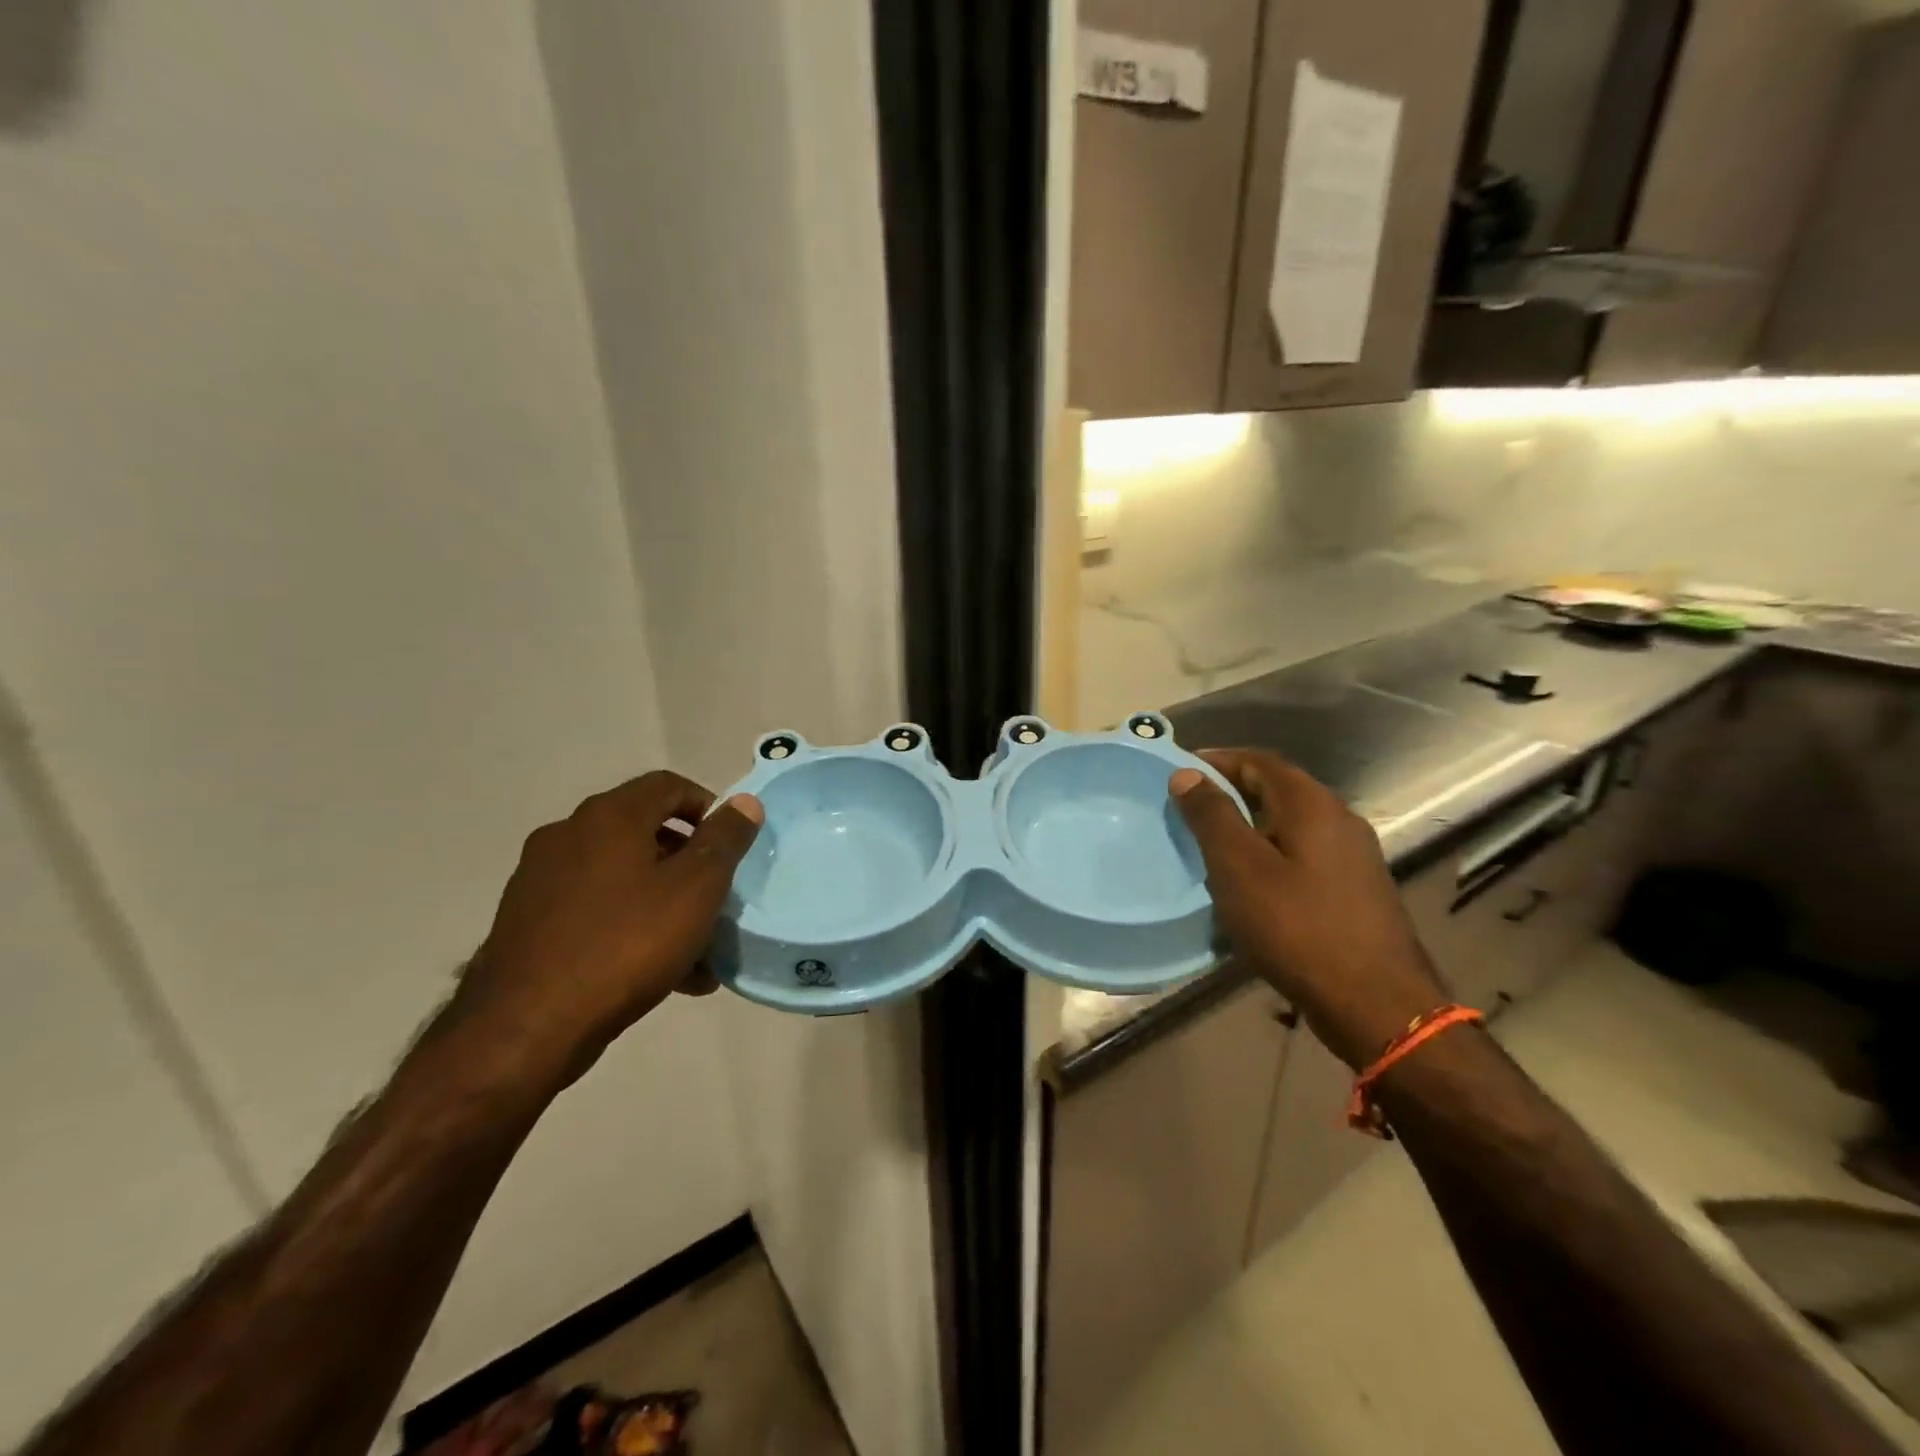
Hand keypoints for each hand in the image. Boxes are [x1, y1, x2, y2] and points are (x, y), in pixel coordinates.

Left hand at [452, 772, 762, 1086]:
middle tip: (716, 896)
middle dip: (688, 862)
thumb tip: (744, 802)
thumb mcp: (696, 889)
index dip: (707, 806)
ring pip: (621, 877)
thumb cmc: (626, 944)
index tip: (730, 844)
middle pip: (644, 831)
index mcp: (609, 817)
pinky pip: (594, 910)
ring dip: (663, 900)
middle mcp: (568, 835)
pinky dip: (629, 925)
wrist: (526, 1027)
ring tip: (696, 948)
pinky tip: (658, 972)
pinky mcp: (526, 922)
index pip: (668, 785)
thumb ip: (725, 840)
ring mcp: (540, 879)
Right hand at [1170, 749, 1445, 1068]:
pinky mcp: (1357, 887)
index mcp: (1312, 804)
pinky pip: (1304, 852)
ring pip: (1290, 823)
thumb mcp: (1239, 867)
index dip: (1216, 760)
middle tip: (1189, 809)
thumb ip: (1212, 815)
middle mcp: (1339, 818)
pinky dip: (1270, 852)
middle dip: (1231, 791)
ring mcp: (1354, 854)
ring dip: (1250, 824)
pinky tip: (1251, 882)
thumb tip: (1187, 774)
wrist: (1375, 1003)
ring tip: (1212, 845)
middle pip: (1277, 788)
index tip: (1179, 772)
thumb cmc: (1297, 927)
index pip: (1258, 760)